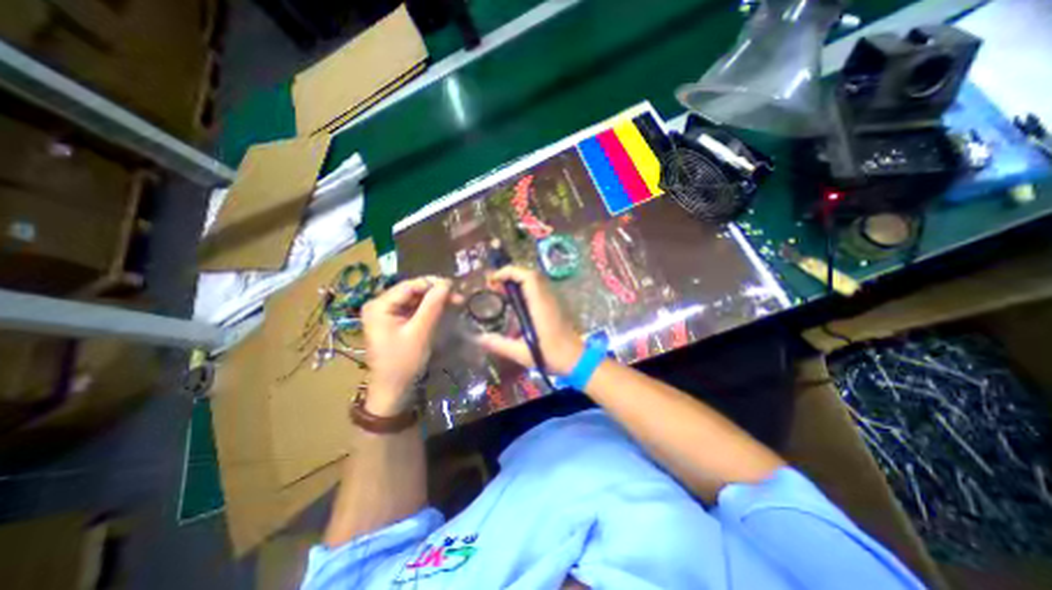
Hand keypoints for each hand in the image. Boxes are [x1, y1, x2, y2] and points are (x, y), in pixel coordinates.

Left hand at [362, 276, 452, 413]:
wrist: (392, 390)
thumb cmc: (403, 362)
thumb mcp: (420, 332)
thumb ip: (433, 306)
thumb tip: (447, 283)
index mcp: (379, 305)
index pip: (409, 285)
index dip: (433, 283)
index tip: (455, 286)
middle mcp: (379, 304)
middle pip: (412, 291)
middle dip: (435, 292)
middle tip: (458, 297)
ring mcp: (386, 313)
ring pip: (415, 299)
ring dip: (435, 300)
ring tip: (455, 302)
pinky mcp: (393, 321)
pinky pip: (413, 309)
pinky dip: (429, 309)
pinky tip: (443, 309)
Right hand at [477, 265, 582, 374]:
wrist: (577, 359)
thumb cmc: (552, 356)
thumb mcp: (522, 353)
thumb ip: (500, 345)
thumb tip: (479, 338)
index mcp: (540, 306)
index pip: (528, 277)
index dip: (510, 272)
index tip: (493, 279)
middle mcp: (547, 299)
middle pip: (530, 274)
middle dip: (510, 274)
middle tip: (493, 285)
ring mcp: (553, 300)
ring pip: (535, 280)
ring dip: (517, 280)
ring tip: (500, 291)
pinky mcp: (554, 305)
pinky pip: (538, 288)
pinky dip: (524, 288)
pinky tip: (515, 301)